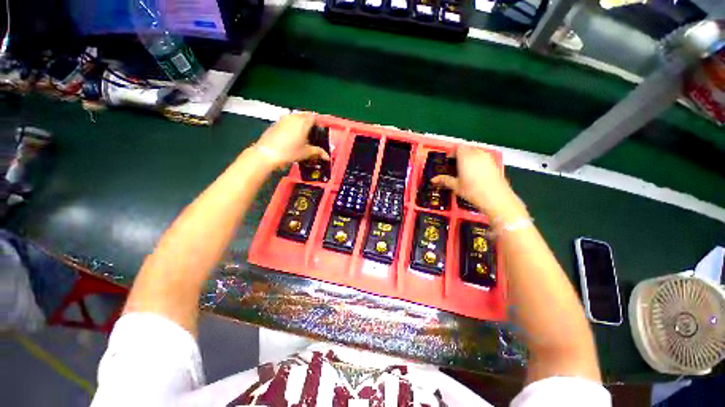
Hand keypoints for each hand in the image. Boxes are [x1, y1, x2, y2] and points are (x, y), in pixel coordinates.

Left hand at [253, 114, 329, 168]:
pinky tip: (291, 137)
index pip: (314, 117)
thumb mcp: (306, 153)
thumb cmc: (290, 152)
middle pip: (304, 115)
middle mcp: (294, 117)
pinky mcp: (276, 122)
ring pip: (295, 117)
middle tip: (312, 134)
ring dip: (300, 123)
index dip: (318, 123)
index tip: (319, 131)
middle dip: (309, 123)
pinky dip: (291, 126)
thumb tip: (327, 156)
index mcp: (303, 122)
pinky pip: (287, 121)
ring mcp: (283, 118)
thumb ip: (318, 152)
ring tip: (302, 136)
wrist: (267, 153)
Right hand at [432, 146, 523, 219]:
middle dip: (460, 154)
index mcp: (465, 157)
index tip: (448, 160)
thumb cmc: (472, 191)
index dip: (452, 152)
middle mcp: (477, 153)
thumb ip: (444, 180)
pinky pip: (483, 157)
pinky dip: (478, 161)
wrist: (496, 198)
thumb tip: (432, 180)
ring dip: (469, 156)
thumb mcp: (456, 186)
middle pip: (467, 148)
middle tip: (455, 165)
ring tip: (465, 168)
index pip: (457, 147)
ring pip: (476, 151)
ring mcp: (487, 157)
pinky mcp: (494, 162)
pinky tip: (476, 172)